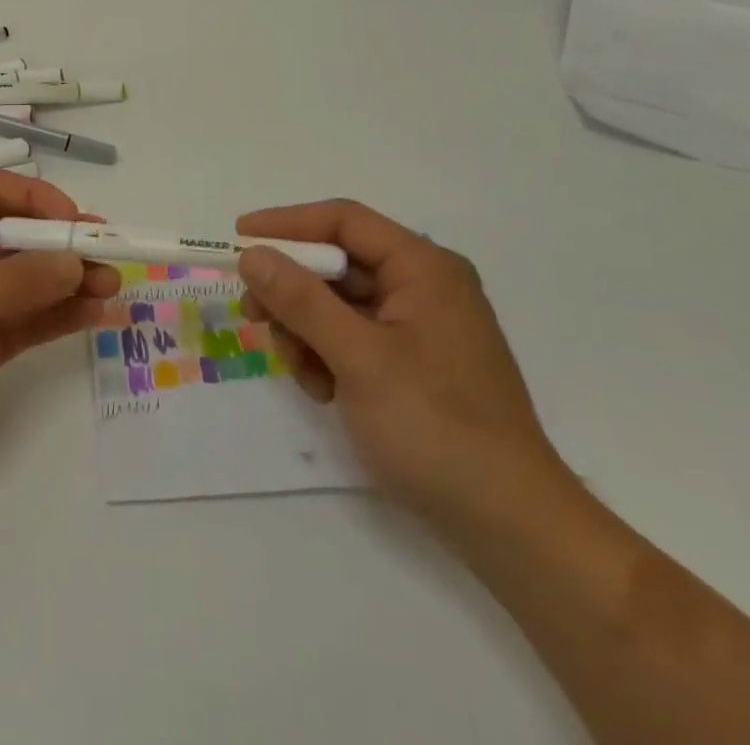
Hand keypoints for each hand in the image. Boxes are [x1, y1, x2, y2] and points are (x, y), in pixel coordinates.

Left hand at [0, 170, 120, 487]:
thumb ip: (18, 281)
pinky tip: (94, 315)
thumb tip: (75, 260)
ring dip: (70, 281)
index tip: (75, 221)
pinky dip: (60, 316)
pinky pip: (29, 321)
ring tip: (113, 287)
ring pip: (30, 281)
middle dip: (64, 244)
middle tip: (110, 255)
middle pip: (20, 237)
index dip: (36, 199)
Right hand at [237, 200, 568, 530]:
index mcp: (423, 268)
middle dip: (293, 292)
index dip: (288, 224)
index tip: (239, 238)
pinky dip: (328, 357)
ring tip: (301, 374)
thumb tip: (252, 255)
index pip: (344, 221)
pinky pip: (353, 339)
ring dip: (307, 332)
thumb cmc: (435, 427)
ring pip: (339, 305)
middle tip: (254, 315)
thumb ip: (301, 300)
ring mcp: (420, 328)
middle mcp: (423, 287)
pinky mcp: (414, 364)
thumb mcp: (359, 358)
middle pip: (337, 265)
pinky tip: (324, 392)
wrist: (510, 527)